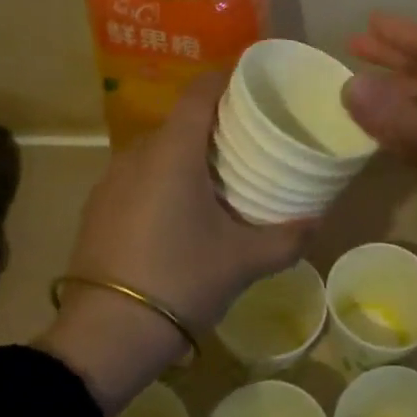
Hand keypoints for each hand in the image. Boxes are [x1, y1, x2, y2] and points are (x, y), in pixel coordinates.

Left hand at [38, 71, 310, 415]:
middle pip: (182, 120)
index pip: (201, 91)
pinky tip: (181, 212)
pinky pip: (139, 175)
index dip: (229, 80)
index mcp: (173, 151)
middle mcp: (138, 153)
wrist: (104, 336)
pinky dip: (164, 178)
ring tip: (221, 179)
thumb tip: (317, 221)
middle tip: (252, 143)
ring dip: (189, 154)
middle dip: (217, 124)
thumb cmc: (181, 280)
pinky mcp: (98, 206)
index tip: (257, 90)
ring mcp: (112, 179)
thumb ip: (286, 238)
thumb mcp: (243, 261)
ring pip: (158, 149)